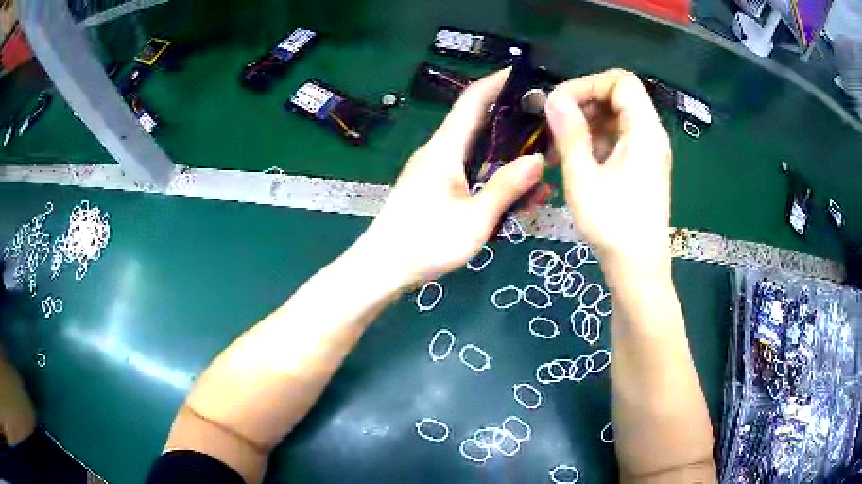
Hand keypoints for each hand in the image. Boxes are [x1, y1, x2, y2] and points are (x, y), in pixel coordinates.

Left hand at [355, 69, 547, 288]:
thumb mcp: (475, 218)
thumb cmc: (425, 243)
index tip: (528, 77)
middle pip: (481, 123)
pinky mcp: (436, 188)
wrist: (382, 268)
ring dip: (510, 156)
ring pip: (480, 152)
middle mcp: (440, 151)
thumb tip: (539, 159)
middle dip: (515, 122)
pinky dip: (495, 177)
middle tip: (549, 130)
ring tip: (544, 168)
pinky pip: (472, 173)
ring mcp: (437, 170)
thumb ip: (506, 187)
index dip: (499, 82)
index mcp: (445, 147)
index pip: (473, 99)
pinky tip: (520, 195)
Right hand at [545, 69, 671, 272]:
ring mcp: (648, 152)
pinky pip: (618, 140)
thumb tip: (553, 97)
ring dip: (586, 124)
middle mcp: (651, 135)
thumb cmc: (613, 225)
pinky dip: (594, 141)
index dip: (589, 84)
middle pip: (619, 97)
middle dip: (583, 103)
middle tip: (554, 124)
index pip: (621, 81)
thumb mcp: (584, 177)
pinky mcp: (642, 168)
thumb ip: (570, 132)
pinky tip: (571, 160)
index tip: (560, 103)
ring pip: (616, 119)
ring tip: (557, 146)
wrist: (638, 269)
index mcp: (645, 131)